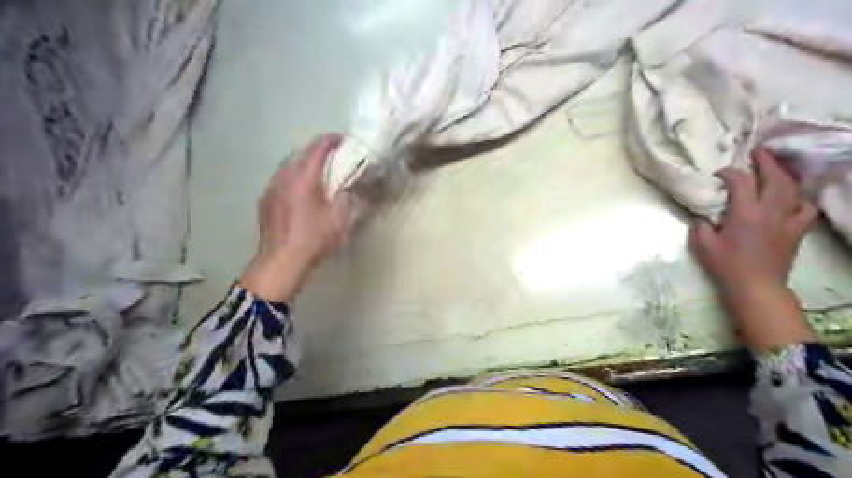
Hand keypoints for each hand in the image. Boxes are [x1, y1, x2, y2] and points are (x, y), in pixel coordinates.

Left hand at [242, 133, 353, 299]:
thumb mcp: (339, 220)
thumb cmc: (313, 239)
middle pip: (299, 153)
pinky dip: (293, 178)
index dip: (330, 140)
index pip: (317, 149)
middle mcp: (284, 177)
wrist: (281, 261)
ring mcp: (271, 189)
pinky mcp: (265, 201)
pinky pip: (280, 180)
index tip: (342, 139)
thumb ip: (346, 199)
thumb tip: (346, 190)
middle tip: (332, 155)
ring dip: (303, 164)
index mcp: (304, 178)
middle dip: (316, 150)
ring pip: (287, 166)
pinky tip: (299, 191)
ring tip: (316, 171)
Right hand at [687, 150, 821, 350]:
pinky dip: (801, 198)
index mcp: (746, 213)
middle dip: (765, 161)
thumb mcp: (703, 245)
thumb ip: (701, 225)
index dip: (729, 173)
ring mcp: (788, 220)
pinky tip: (794, 197)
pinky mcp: (796, 231)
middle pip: (774, 178)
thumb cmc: (726, 265)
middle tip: (757, 151)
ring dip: (784, 174)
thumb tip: (703, 216)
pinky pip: (806, 208)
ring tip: (776, 167)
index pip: (741, 182)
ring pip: (793, 189)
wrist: (756, 286)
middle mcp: (771, 211)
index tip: (718, 174)